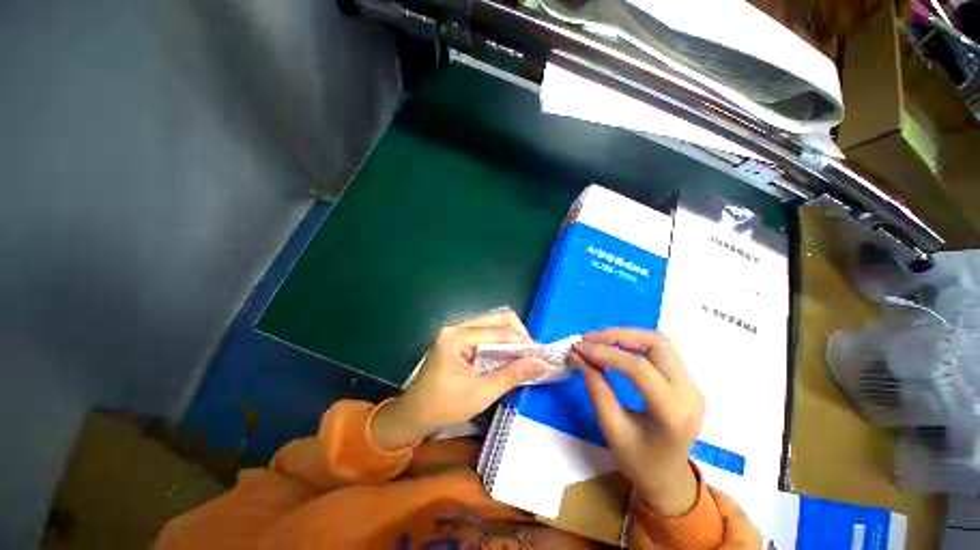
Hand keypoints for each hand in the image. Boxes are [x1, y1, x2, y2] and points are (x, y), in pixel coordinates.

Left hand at [371, 308, 550, 450]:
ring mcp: (456, 330)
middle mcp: (455, 327)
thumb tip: (542, 364)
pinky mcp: (458, 338)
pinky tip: (508, 354)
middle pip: (496, 318)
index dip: (522, 341)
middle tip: (532, 353)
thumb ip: (512, 375)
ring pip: (492, 323)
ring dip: (510, 336)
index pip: (497, 331)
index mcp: (456, 337)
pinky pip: (485, 332)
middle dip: (518, 334)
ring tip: (523, 354)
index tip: (541, 354)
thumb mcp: (481, 393)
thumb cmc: (443, 407)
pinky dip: (500, 341)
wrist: (413, 415)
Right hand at [569, 329, 703, 516]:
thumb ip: (595, 387)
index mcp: (673, 413)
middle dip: (618, 335)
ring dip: (625, 336)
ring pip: (659, 342)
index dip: (605, 352)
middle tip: (588, 339)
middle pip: (656, 344)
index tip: (578, 348)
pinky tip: (614, 347)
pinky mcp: (685, 381)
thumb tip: (576, 356)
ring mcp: (692, 385)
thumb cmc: (638, 462)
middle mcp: (690, 393)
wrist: (668, 480)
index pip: (639, 368)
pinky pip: (659, 351)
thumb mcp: (611, 428)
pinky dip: (633, 343)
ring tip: (598, 340)